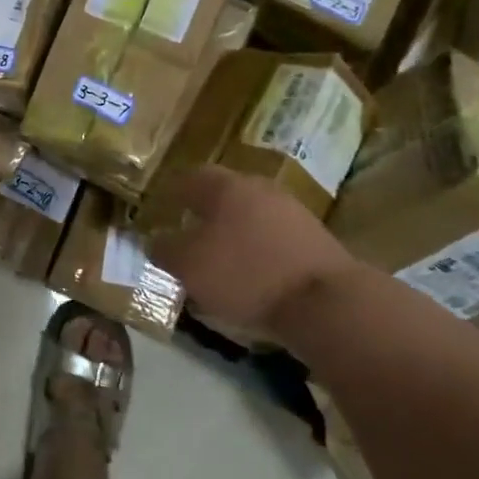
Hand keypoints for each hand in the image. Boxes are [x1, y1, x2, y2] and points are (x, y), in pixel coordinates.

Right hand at [148, 167, 362, 343]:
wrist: (325, 301)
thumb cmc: (245, 274)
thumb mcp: (189, 266)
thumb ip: (165, 249)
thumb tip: (153, 240)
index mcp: (226, 187)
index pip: (191, 177)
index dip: (173, 192)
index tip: (161, 207)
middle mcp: (260, 189)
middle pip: (225, 193)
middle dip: (205, 211)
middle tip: (188, 232)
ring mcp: (292, 211)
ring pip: (251, 214)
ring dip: (234, 231)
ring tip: (220, 257)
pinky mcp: (315, 238)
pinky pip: (274, 236)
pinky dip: (258, 249)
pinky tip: (253, 273)